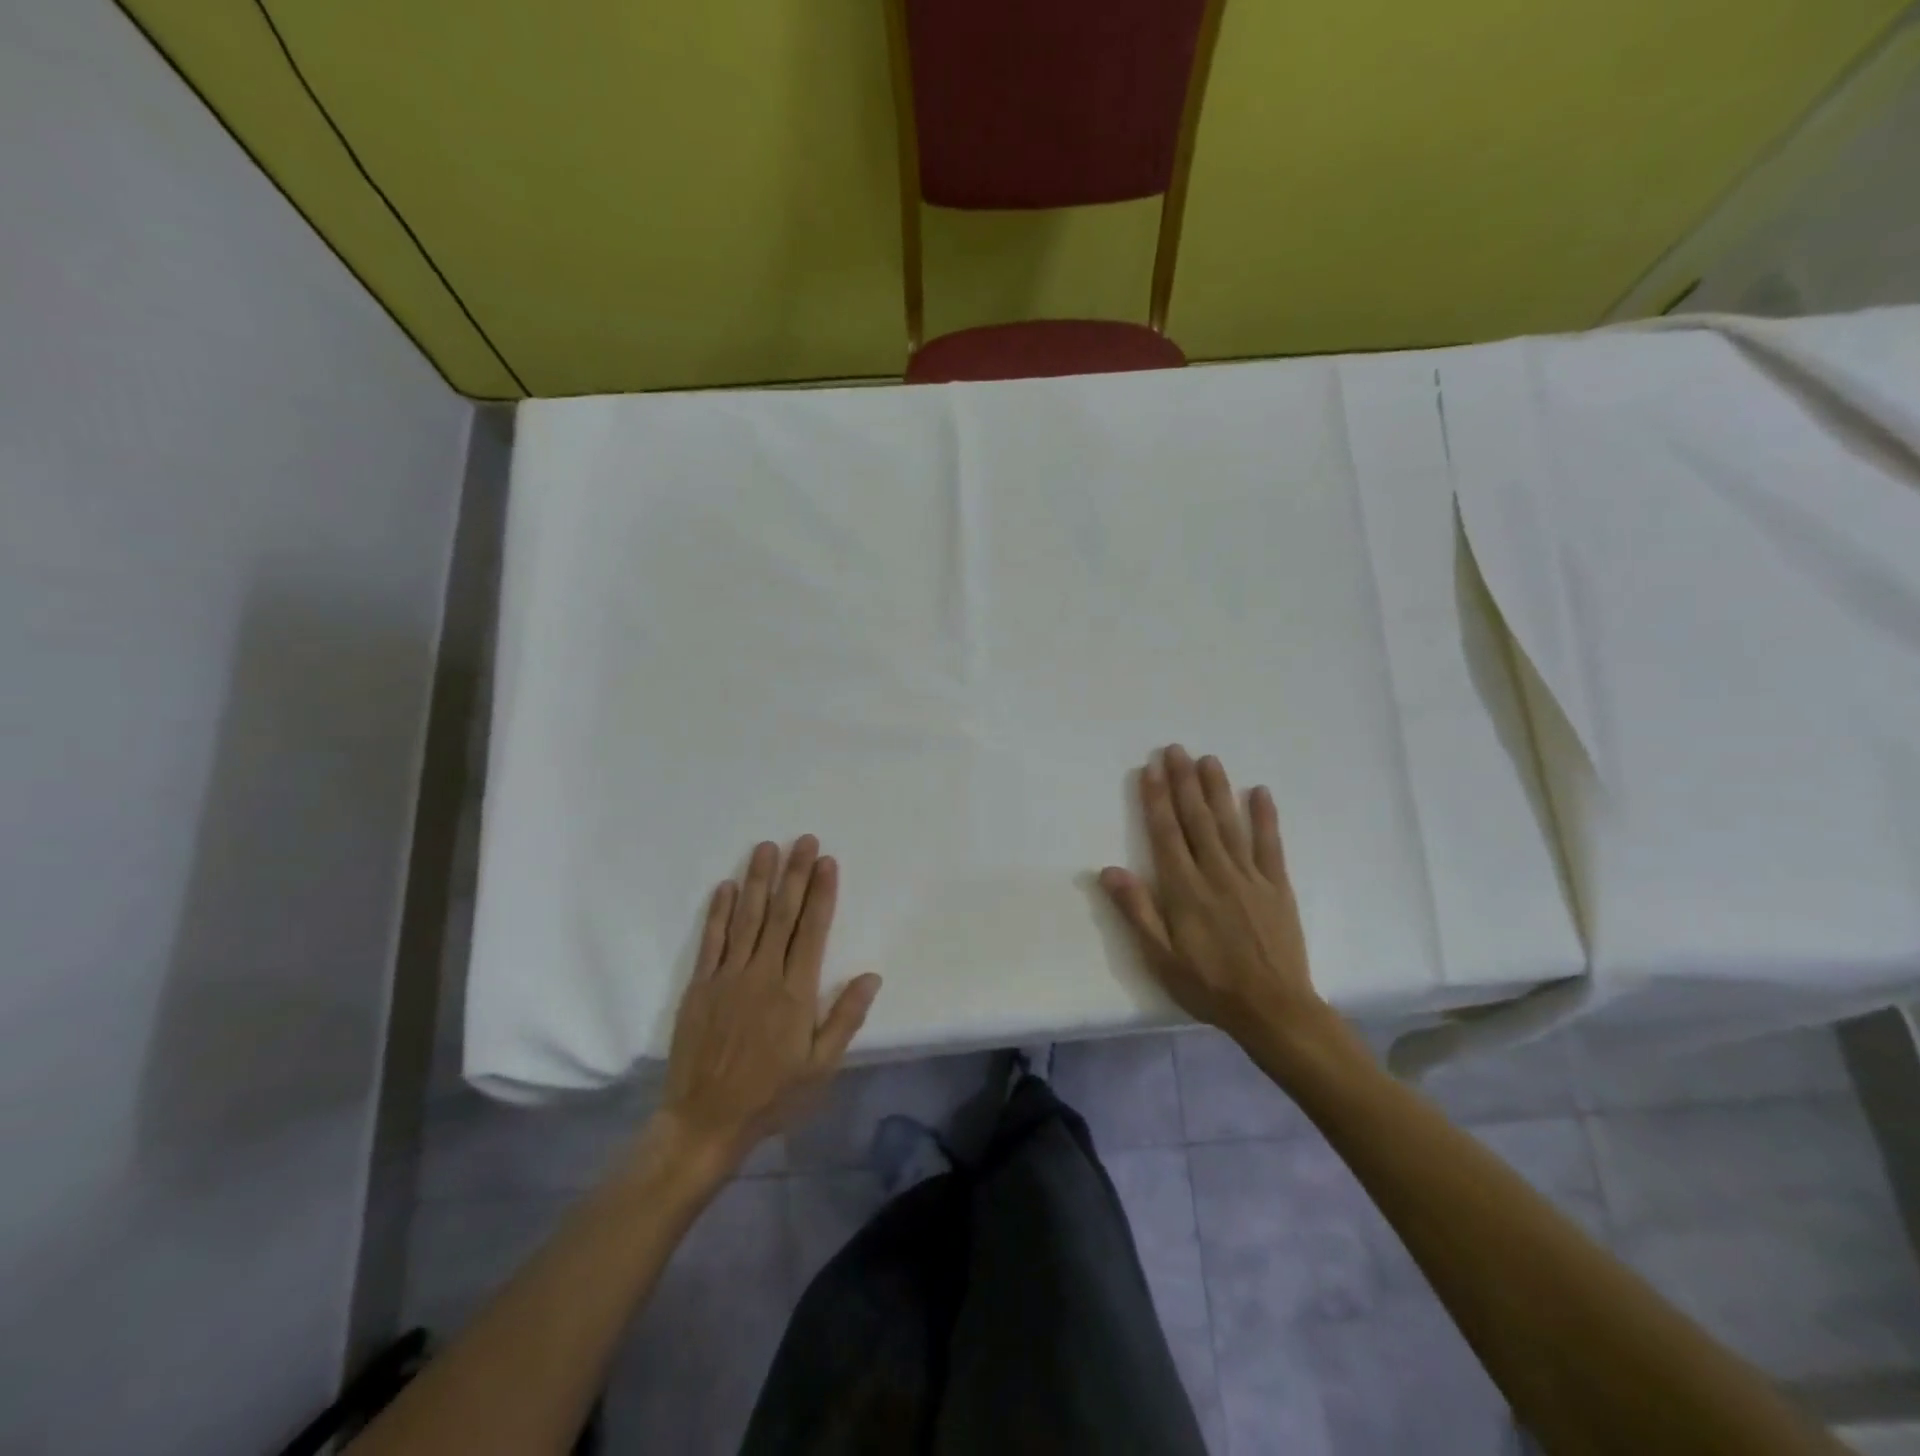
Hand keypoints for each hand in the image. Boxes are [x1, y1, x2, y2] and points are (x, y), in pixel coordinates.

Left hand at [659, 836, 881, 1165]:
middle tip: (802, 840)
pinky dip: (719, 911)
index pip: (813, 931)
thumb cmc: (772, 1095)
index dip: (821, 893)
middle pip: (781, 915)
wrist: (705, 1121)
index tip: (826, 862)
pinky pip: (711, 940)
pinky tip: (726, 886)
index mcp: (795, 993)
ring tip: (766, 847)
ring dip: (757, 880)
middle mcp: (763, 975)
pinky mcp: (700, 986)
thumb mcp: (821, 1068)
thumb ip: (845, 1019)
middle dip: (794, 874)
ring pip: (746, 918)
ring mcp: (728, 977)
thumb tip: (871, 976)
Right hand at [1100, 746, 1322, 1050]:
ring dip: (1217, 790)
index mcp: (1184, 889)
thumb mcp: (1160, 957)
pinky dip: (1265, 817)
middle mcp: (1216, 873)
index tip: (1150, 769)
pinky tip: (1260, 792)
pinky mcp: (1277, 886)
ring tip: (1208, 759)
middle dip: (1183, 782)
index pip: (1165, 834)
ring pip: (1230, 824)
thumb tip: (1108, 870)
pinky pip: (1270, 844)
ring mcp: (1250, 877)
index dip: (1156, 800)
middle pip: (1196, 819)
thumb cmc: (1209, 985)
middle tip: (1176, 750)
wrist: (1274, 1009)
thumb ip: (1136, 911)